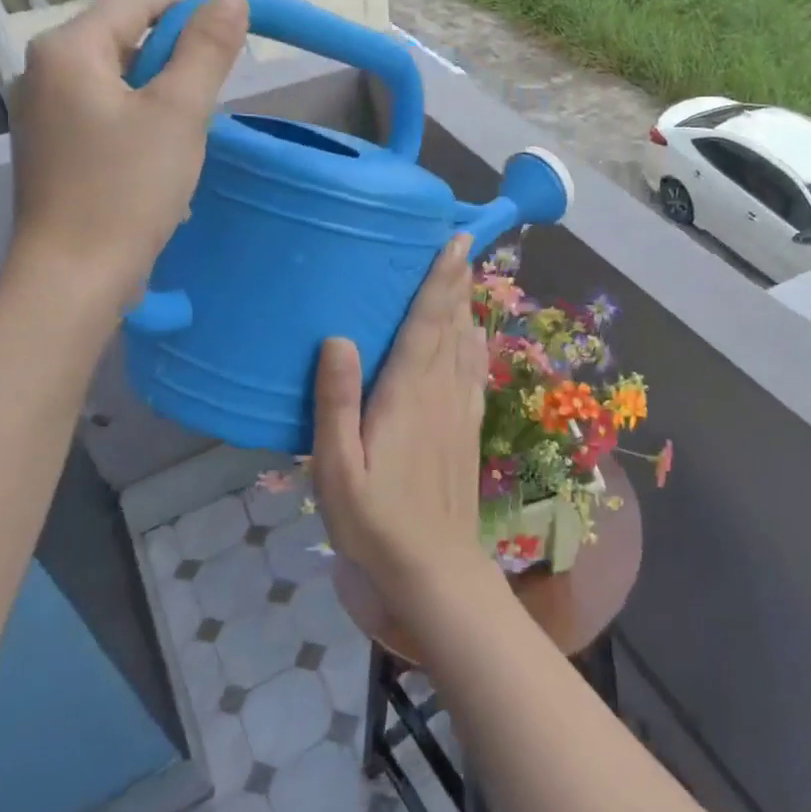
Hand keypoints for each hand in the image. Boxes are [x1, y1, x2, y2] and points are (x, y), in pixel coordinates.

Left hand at [6, 0, 247, 312]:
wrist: (74, 276)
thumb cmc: (127, 190)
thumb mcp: (179, 114)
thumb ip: (206, 51)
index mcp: (68, 51)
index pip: (134, 2)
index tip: (233, 2)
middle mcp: (44, 73)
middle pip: (121, 38)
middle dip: (176, 45)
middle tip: (226, 57)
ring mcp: (43, 115)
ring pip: (116, 80)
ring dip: (162, 84)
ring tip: (204, 105)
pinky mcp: (54, 151)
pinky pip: (105, 114)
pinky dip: (142, 116)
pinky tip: (169, 147)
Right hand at [313, 235, 491, 615]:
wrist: (433, 570)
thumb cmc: (375, 521)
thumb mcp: (336, 468)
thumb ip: (336, 403)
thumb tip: (339, 338)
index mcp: (408, 394)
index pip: (428, 323)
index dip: (441, 280)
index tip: (455, 241)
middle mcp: (441, 393)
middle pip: (452, 325)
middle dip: (457, 283)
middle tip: (461, 244)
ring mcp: (460, 412)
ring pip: (466, 345)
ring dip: (466, 307)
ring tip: (466, 277)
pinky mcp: (469, 431)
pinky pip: (474, 373)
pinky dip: (474, 345)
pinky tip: (473, 338)